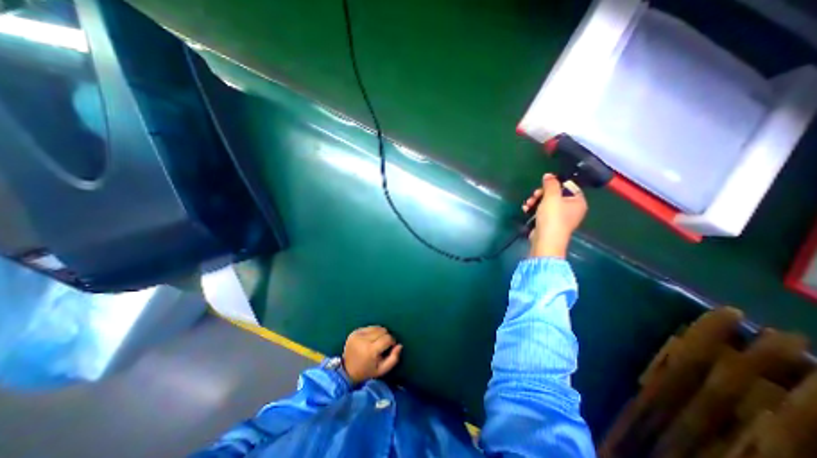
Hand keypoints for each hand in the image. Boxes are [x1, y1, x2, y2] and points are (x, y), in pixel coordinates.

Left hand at [340, 325, 403, 386]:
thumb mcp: (382, 370)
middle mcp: (363, 341)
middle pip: (382, 331)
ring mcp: (357, 335)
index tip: (391, 347)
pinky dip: (373, 332)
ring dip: (380, 333)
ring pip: (377, 327)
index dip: (392, 342)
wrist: (347, 371)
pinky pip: (369, 327)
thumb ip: (394, 358)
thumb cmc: (367, 371)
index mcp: (370, 351)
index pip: (387, 338)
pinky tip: (370, 340)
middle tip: (383, 345)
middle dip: (386, 337)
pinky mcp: (354, 332)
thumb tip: (400, 345)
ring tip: (377, 342)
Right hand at [524, 172, 587, 257]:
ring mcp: (560, 217)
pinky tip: (526, 209)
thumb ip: (551, 184)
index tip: (544, 185)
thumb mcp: (552, 197)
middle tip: (534, 195)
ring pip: (547, 203)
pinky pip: (542, 211)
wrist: (545, 240)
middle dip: (541, 194)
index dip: (556, 184)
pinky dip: (534, 209)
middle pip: (556, 194)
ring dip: (535, 201)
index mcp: (578, 202)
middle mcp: (571, 209)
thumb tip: (549, 175)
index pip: (569, 186)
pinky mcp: (549, 223)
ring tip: (528, 204)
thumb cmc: (553, 218)